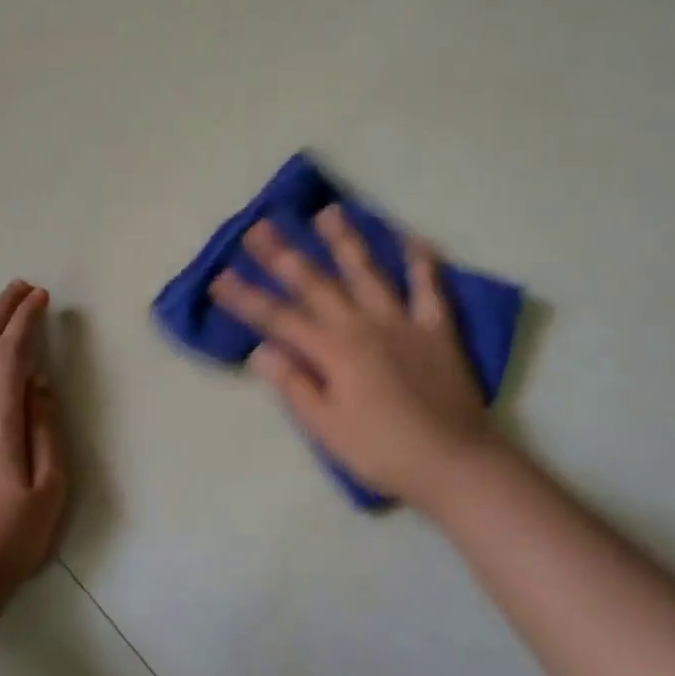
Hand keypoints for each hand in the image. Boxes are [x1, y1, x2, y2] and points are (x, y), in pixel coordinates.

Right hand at [211, 207, 508, 509]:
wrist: (455, 463)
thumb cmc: (383, 452)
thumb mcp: (327, 429)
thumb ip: (295, 385)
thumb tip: (260, 349)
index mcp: (333, 351)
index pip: (278, 318)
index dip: (246, 298)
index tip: (219, 277)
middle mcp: (364, 325)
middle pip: (316, 284)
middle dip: (284, 255)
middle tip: (260, 226)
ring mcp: (403, 322)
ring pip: (368, 272)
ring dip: (346, 241)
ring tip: (328, 212)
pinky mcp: (437, 328)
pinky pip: (429, 287)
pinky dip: (421, 261)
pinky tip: (412, 238)